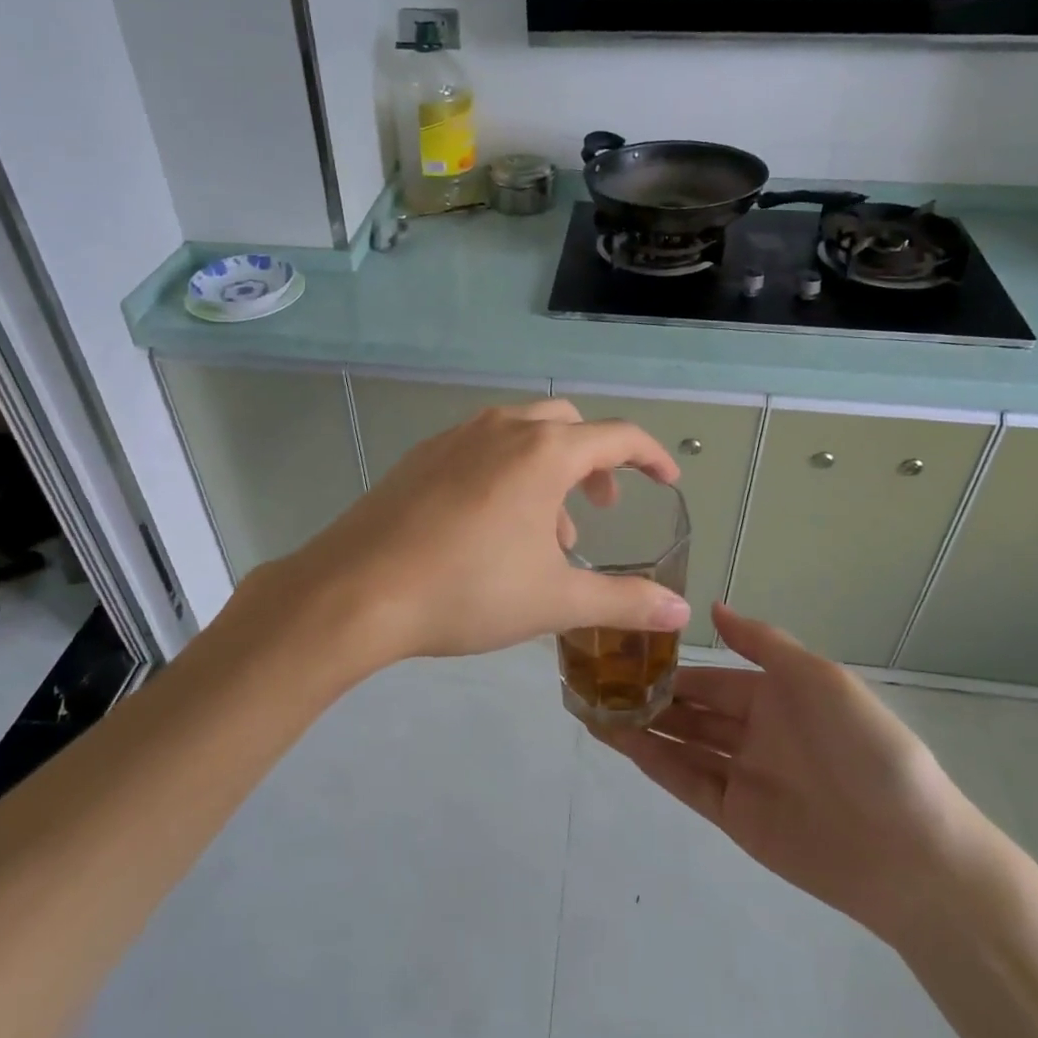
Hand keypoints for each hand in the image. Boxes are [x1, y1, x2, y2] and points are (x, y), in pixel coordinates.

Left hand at [243, 400, 691, 669]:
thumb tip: (681, 611)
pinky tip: (490, 527)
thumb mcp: (555, 600)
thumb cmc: (468, 590)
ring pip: (521, 435)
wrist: (356, 591)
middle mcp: (502, 428)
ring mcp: (456, 437)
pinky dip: (506, 472)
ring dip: (548, 472)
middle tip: (601, 510)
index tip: (667, 482)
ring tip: (544, 535)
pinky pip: (481, 448)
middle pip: (567, 426)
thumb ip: (625, 601)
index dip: (651, 457)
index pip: (617, 436)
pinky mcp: (421, 455)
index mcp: (543, 451)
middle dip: (595, 462)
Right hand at [596, 603, 991, 943]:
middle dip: (648, 694)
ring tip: (593, 706)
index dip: (670, 664)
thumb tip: (712, 607)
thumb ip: (763, 643)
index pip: (709, 676)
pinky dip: (653, 761)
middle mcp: (753, 732)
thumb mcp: (821, 678)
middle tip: (596, 678)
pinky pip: (686, 781)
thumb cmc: (868, 748)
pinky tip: (620, 740)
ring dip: (641, 725)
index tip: (625, 648)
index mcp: (775, 696)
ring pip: (680, 743)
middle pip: (689, 709)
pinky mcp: (735, 817)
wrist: (912, 851)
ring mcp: (742, 775)